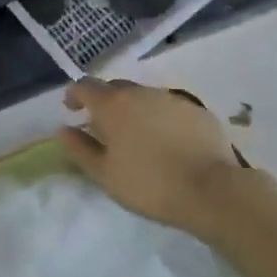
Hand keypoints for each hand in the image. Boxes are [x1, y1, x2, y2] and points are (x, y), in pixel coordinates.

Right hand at [58, 78, 243, 235]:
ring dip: (134, 110)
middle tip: (105, 128)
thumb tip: (64, 130)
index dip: (74, 94)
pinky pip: (170, 108)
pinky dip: (161, 119)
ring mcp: (171, 98)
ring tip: (138, 137)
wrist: (212, 191)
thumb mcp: (104, 174)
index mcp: (113, 105)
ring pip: (144, 97)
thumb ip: (80, 149)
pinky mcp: (197, 110)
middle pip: (115, 88)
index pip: (85, 86)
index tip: (72, 109)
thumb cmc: (149, 184)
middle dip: (105, 103)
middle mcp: (140, 93)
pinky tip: (168, 143)